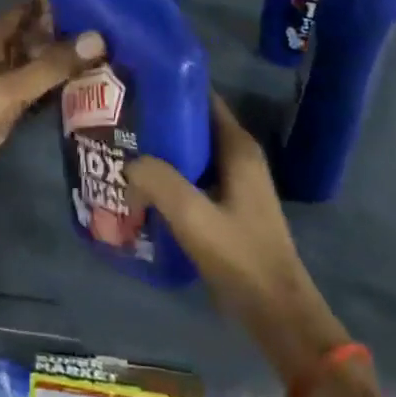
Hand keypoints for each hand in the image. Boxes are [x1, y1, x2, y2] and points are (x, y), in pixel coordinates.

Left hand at [0, 0, 104, 213]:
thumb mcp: (7, 88)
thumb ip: (52, 65)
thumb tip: (100, 37)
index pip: (29, 9)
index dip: (59, 2)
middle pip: (36, 37)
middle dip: (69, 34)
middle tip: (117, 29)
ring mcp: (0, 85)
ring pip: (38, 66)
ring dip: (66, 64)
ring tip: (114, 55)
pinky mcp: (4, 112)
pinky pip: (36, 93)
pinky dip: (58, 90)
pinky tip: (90, 89)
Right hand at [127, 96, 351, 384]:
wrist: (277, 312)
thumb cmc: (240, 258)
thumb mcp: (194, 217)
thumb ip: (159, 181)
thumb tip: (130, 163)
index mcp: (238, 147)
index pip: (202, 98)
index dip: (170, 87)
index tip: (134, 83)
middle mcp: (238, 156)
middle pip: (193, 123)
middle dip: (158, 120)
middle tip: (118, 119)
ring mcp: (235, 182)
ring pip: (191, 152)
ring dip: (161, 150)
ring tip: (122, 149)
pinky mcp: (228, 205)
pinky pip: (193, 177)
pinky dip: (169, 175)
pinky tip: (141, 186)